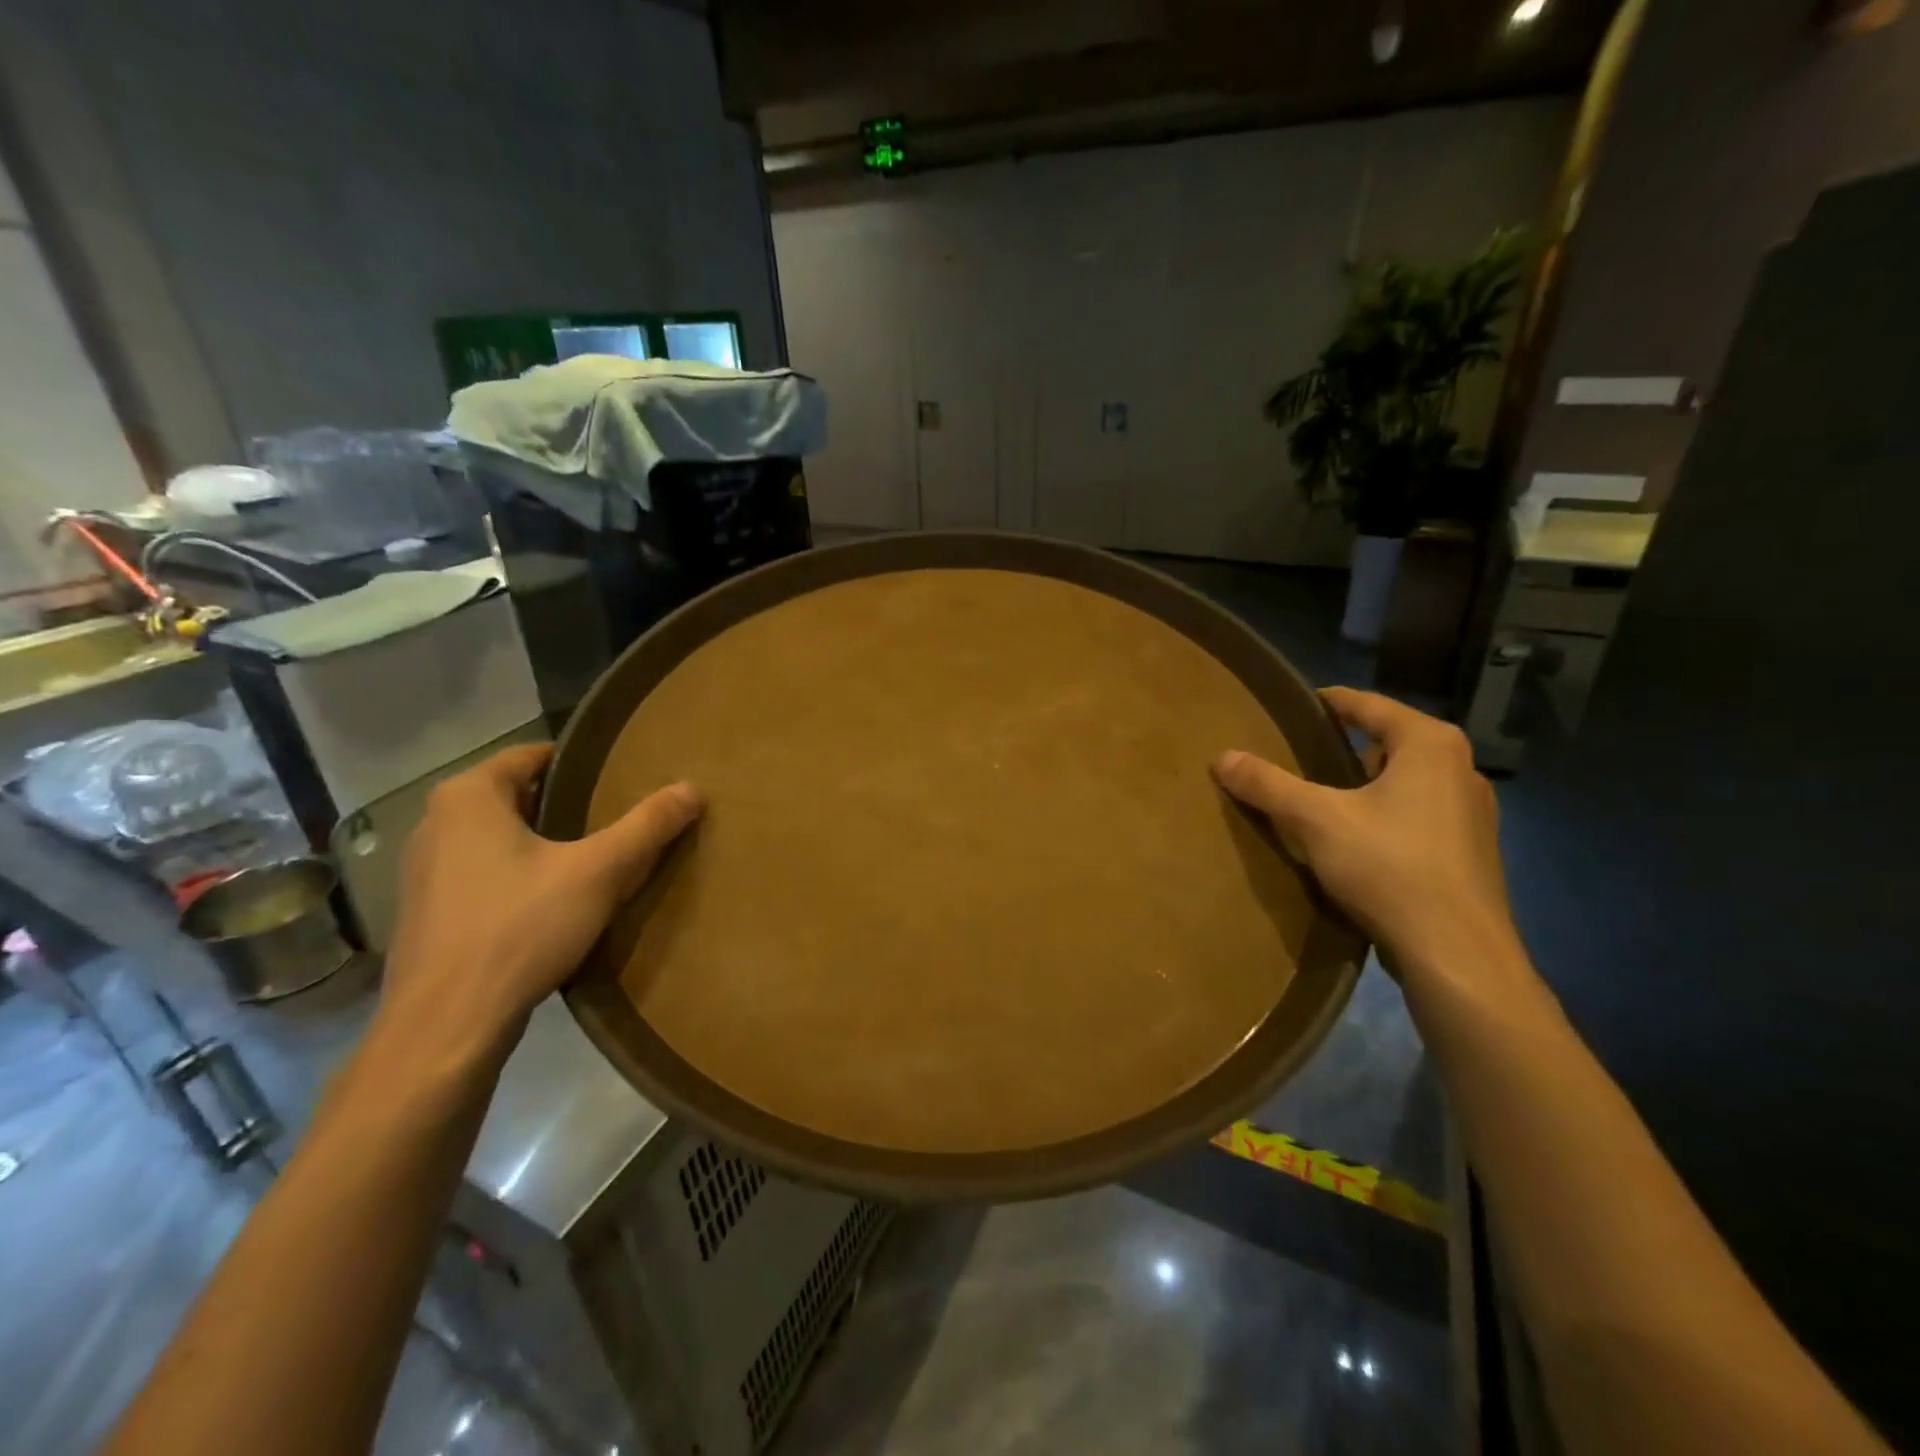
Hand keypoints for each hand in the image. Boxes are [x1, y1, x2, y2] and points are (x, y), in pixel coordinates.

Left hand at [379, 744, 702, 1063]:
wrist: (445, 1027)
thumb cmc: (519, 929)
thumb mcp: (599, 872)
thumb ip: (647, 826)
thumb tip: (693, 789)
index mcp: (468, 797)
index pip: (533, 755)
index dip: (582, 763)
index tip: (623, 778)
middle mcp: (436, 822)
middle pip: (517, 796)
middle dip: (567, 805)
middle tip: (618, 819)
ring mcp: (423, 870)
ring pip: (499, 837)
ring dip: (542, 843)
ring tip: (594, 860)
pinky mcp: (426, 912)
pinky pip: (483, 872)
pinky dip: (518, 875)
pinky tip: (552, 903)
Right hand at [1212, 687, 1521, 990]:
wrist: (1457, 954)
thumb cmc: (1390, 867)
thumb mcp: (1316, 819)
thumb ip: (1269, 784)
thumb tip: (1222, 757)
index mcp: (1431, 745)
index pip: (1370, 705)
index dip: (1329, 701)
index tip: (1294, 704)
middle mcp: (1461, 769)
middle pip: (1391, 741)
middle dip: (1346, 745)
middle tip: (1299, 752)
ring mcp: (1472, 813)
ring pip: (1407, 781)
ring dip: (1367, 783)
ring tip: (1322, 796)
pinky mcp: (1470, 852)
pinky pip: (1418, 814)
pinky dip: (1386, 814)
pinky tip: (1356, 840)